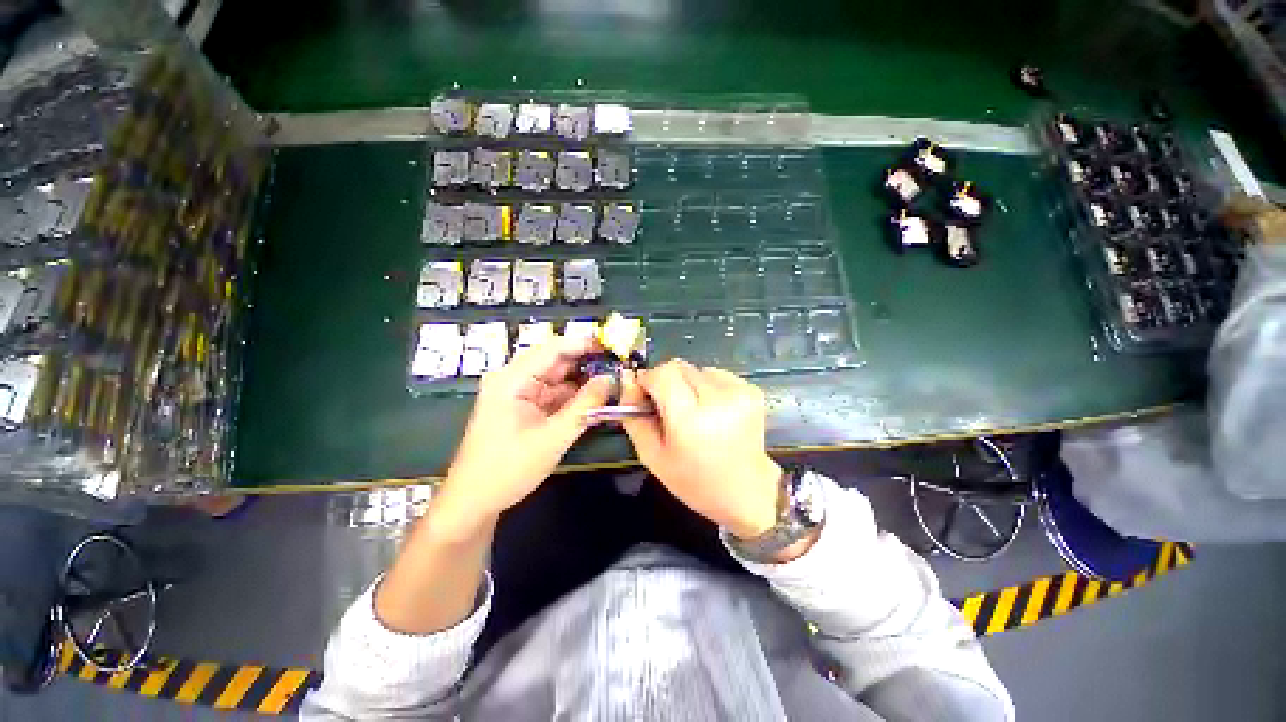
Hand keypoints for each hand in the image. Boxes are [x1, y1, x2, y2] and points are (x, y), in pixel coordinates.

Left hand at [435, 335, 611, 535]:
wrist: (474, 502)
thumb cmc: (509, 469)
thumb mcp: (553, 437)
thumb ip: (585, 406)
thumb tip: (610, 379)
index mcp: (513, 379)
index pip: (553, 348)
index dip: (584, 344)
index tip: (613, 346)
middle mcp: (514, 379)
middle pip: (555, 361)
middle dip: (586, 363)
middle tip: (618, 367)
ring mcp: (518, 394)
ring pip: (557, 379)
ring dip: (582, 382)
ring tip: (612, 382)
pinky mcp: (523, 408)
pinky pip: (552, 395)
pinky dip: (572, 397)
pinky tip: (593, 400)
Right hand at [621, 360, 782, 538]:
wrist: (746, 492)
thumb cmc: (694, 481)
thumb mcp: (652, 455)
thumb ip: (634, 416)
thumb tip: (627, 380)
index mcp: (690, 419)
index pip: (663, 373)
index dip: (649, 380)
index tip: (646, 397)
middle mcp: (718, 399)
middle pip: (679, 367)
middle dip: (667, 381)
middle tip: (669, 408)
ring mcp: (738, 392)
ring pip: (696, 369)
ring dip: (688, 384)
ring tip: (695, 413)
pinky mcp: (751, 390)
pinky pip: (716, 375)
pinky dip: (707, 387)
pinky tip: (712, 411)